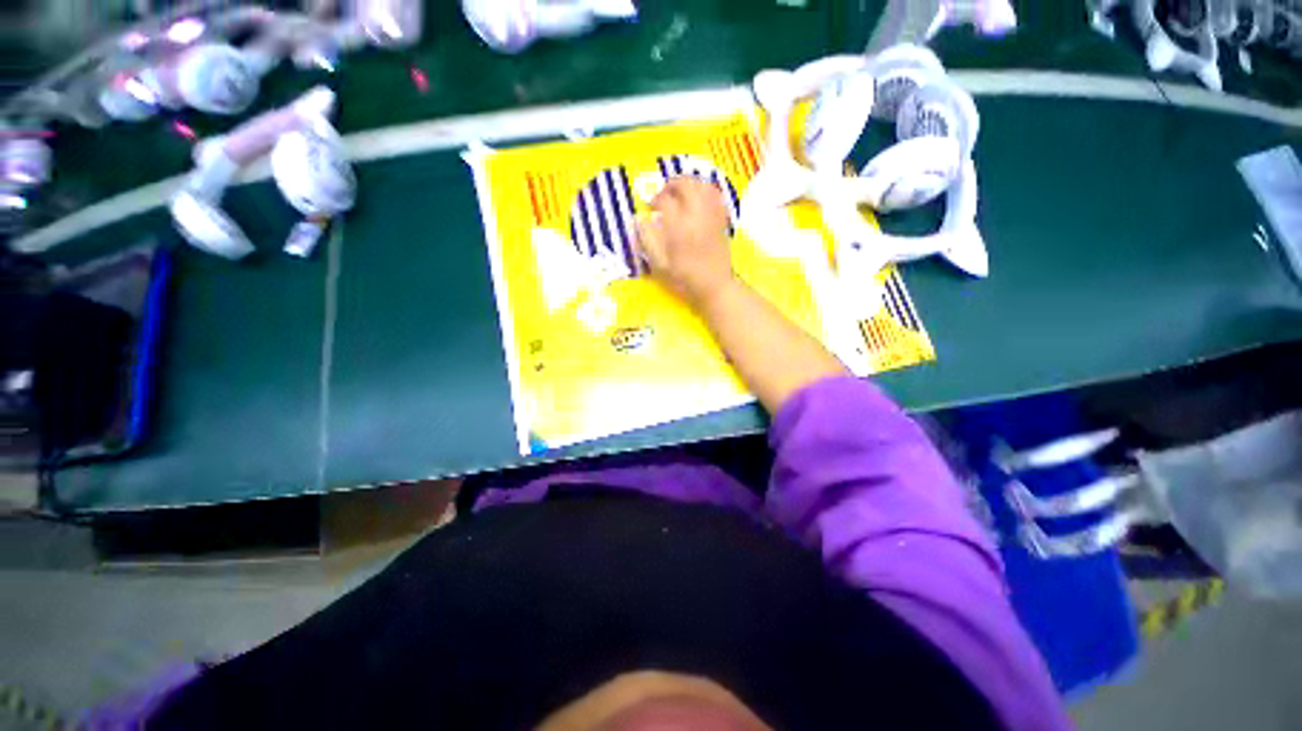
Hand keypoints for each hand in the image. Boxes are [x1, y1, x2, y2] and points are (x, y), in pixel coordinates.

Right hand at [635, 177, 735, 308]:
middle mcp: (696, 216)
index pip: (664, 200)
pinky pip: (716, 195)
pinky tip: (698, 198)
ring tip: (679, 193)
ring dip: (689, 184)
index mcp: (679, 228)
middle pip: (686, 184)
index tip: (649, 207)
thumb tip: (639, 219)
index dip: (654, 200)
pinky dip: (705, 190)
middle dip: (671, 185)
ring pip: (702, 185)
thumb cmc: (685, 279)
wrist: (715, 287)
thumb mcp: (660, 265)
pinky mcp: (722, 219)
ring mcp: (712, 216)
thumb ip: (648, 240)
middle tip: (663, 195)